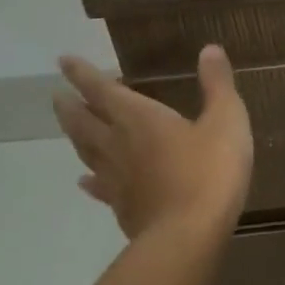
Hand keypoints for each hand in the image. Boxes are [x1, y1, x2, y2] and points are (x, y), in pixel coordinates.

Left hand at [52, 46, 253, 245]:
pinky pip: (99, 187)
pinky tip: (86, 181)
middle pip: (84, 122)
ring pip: (86, 152)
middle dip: (71, 105)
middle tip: (57, 94)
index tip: (64, 61)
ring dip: (76, 136)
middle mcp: (119, 145)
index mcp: (140, 118)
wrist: (189, 236)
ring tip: (70, 127)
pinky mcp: (122, 207)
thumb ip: (217, 84)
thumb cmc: (210, 171)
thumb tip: (209, 49)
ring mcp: (117, 179)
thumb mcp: (227, 120)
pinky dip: (90, 180)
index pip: (103, 90)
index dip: (83, 74)